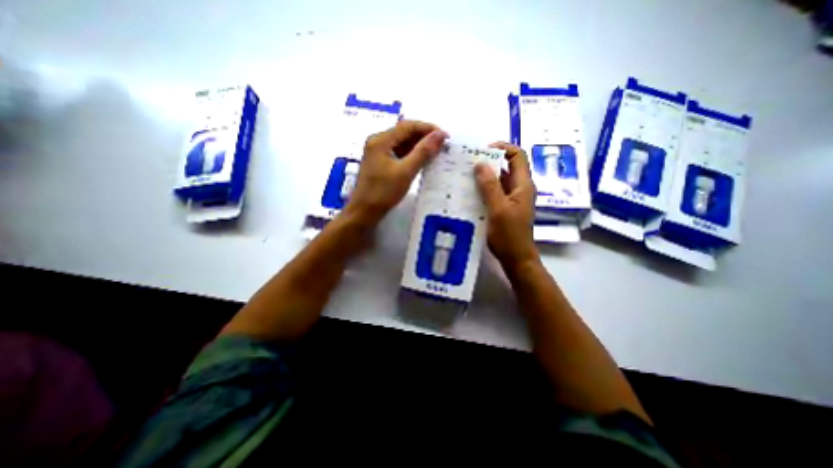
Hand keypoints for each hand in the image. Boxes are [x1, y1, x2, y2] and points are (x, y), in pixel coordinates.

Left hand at [346, 119, 449, 223]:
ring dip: (418, 146)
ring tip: (436, 153)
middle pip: (404, 133)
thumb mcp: (405, 172)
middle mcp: (378, 142)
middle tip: (442, 146)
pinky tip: (422, 161)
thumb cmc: (383, 192)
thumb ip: (423, 152)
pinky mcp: (380, 163)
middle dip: (424, 137)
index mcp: (381, 140)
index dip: (428, 128)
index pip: (408, 126)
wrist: (364, 212)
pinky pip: (398, 153)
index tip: (445, 136)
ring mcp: (378, 153)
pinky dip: (411, 155)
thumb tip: (440, 134)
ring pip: (402, 144)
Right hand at [472, 140, 537, 267]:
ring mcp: (512, 198)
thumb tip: (480, 163)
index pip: (517, 156)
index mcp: (523, 185)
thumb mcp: (498, 209)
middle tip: (468, 163)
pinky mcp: (504, 207)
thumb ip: (490, 186)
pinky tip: (469, 192)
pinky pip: (494, 192)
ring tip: (465, 175)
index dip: (503, 148)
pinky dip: (483, 189)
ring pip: (499, 180)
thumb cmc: (509, 235)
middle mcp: (519, 188)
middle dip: (489, 162)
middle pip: (506, 166)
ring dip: (484, 176)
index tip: (482, 150)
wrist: (515, 258)